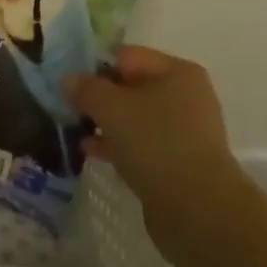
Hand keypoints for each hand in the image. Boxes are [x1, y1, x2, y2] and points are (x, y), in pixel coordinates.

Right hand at [64, 45, 237, 207]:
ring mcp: (185, 132)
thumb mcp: (112, 108)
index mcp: (177, 71)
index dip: (95, 66)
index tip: (69, 83)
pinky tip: (91, 152)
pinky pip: (143, 145)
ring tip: (75, 130)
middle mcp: (186, 96)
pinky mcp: (180, 163)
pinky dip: (119, 145)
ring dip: (107, 123)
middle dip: (100, 97)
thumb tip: (69, 78)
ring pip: (136, 118)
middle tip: (70, 107)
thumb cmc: (155, 142)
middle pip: (132, 87)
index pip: (127, 56)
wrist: (197, 209)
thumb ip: (87, 89)